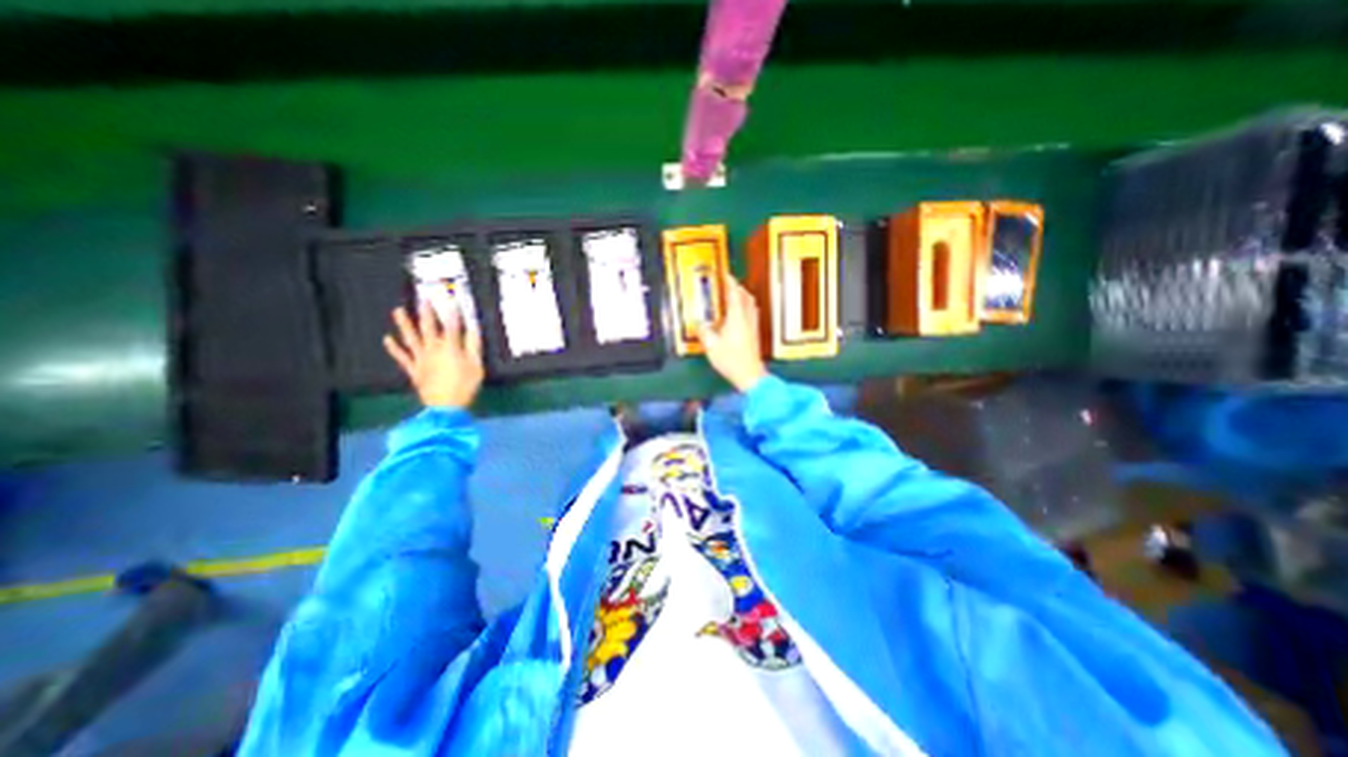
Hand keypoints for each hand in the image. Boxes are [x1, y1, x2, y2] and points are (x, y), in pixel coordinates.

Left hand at [384, 304, 485, 410]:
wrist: (446, 407)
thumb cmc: (465, 385)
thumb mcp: (477, 366)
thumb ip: (474, 346)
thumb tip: (473, 329)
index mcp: (451, 348)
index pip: (452, 325)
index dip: (453, 312)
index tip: (453, 299)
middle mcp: (433, 349)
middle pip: (429, 328)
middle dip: (427, 312)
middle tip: (423, 298)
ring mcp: (421, 359)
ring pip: (411, 338)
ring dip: (404, 324)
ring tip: (398, 311)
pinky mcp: (414, 369)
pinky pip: (402, 357)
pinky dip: (394, 348)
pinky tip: (387, 339)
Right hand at [694, 271, 768, 391]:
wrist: (750, 375)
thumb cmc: (730, 360)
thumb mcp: (712, 347)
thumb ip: (704, 332)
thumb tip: (698, 322)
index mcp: (736, 318)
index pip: (734, 294)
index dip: (730, 282)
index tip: (725, 274)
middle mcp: (747, 318)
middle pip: (745, 296)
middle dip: (737, 287)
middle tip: (727, 284)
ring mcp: (753, 326)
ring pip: (750, 304)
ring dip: (742, 296)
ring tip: (732, 296)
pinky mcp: (755, 333)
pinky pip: (751, 312)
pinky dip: (745, 306)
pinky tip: (738, 314)